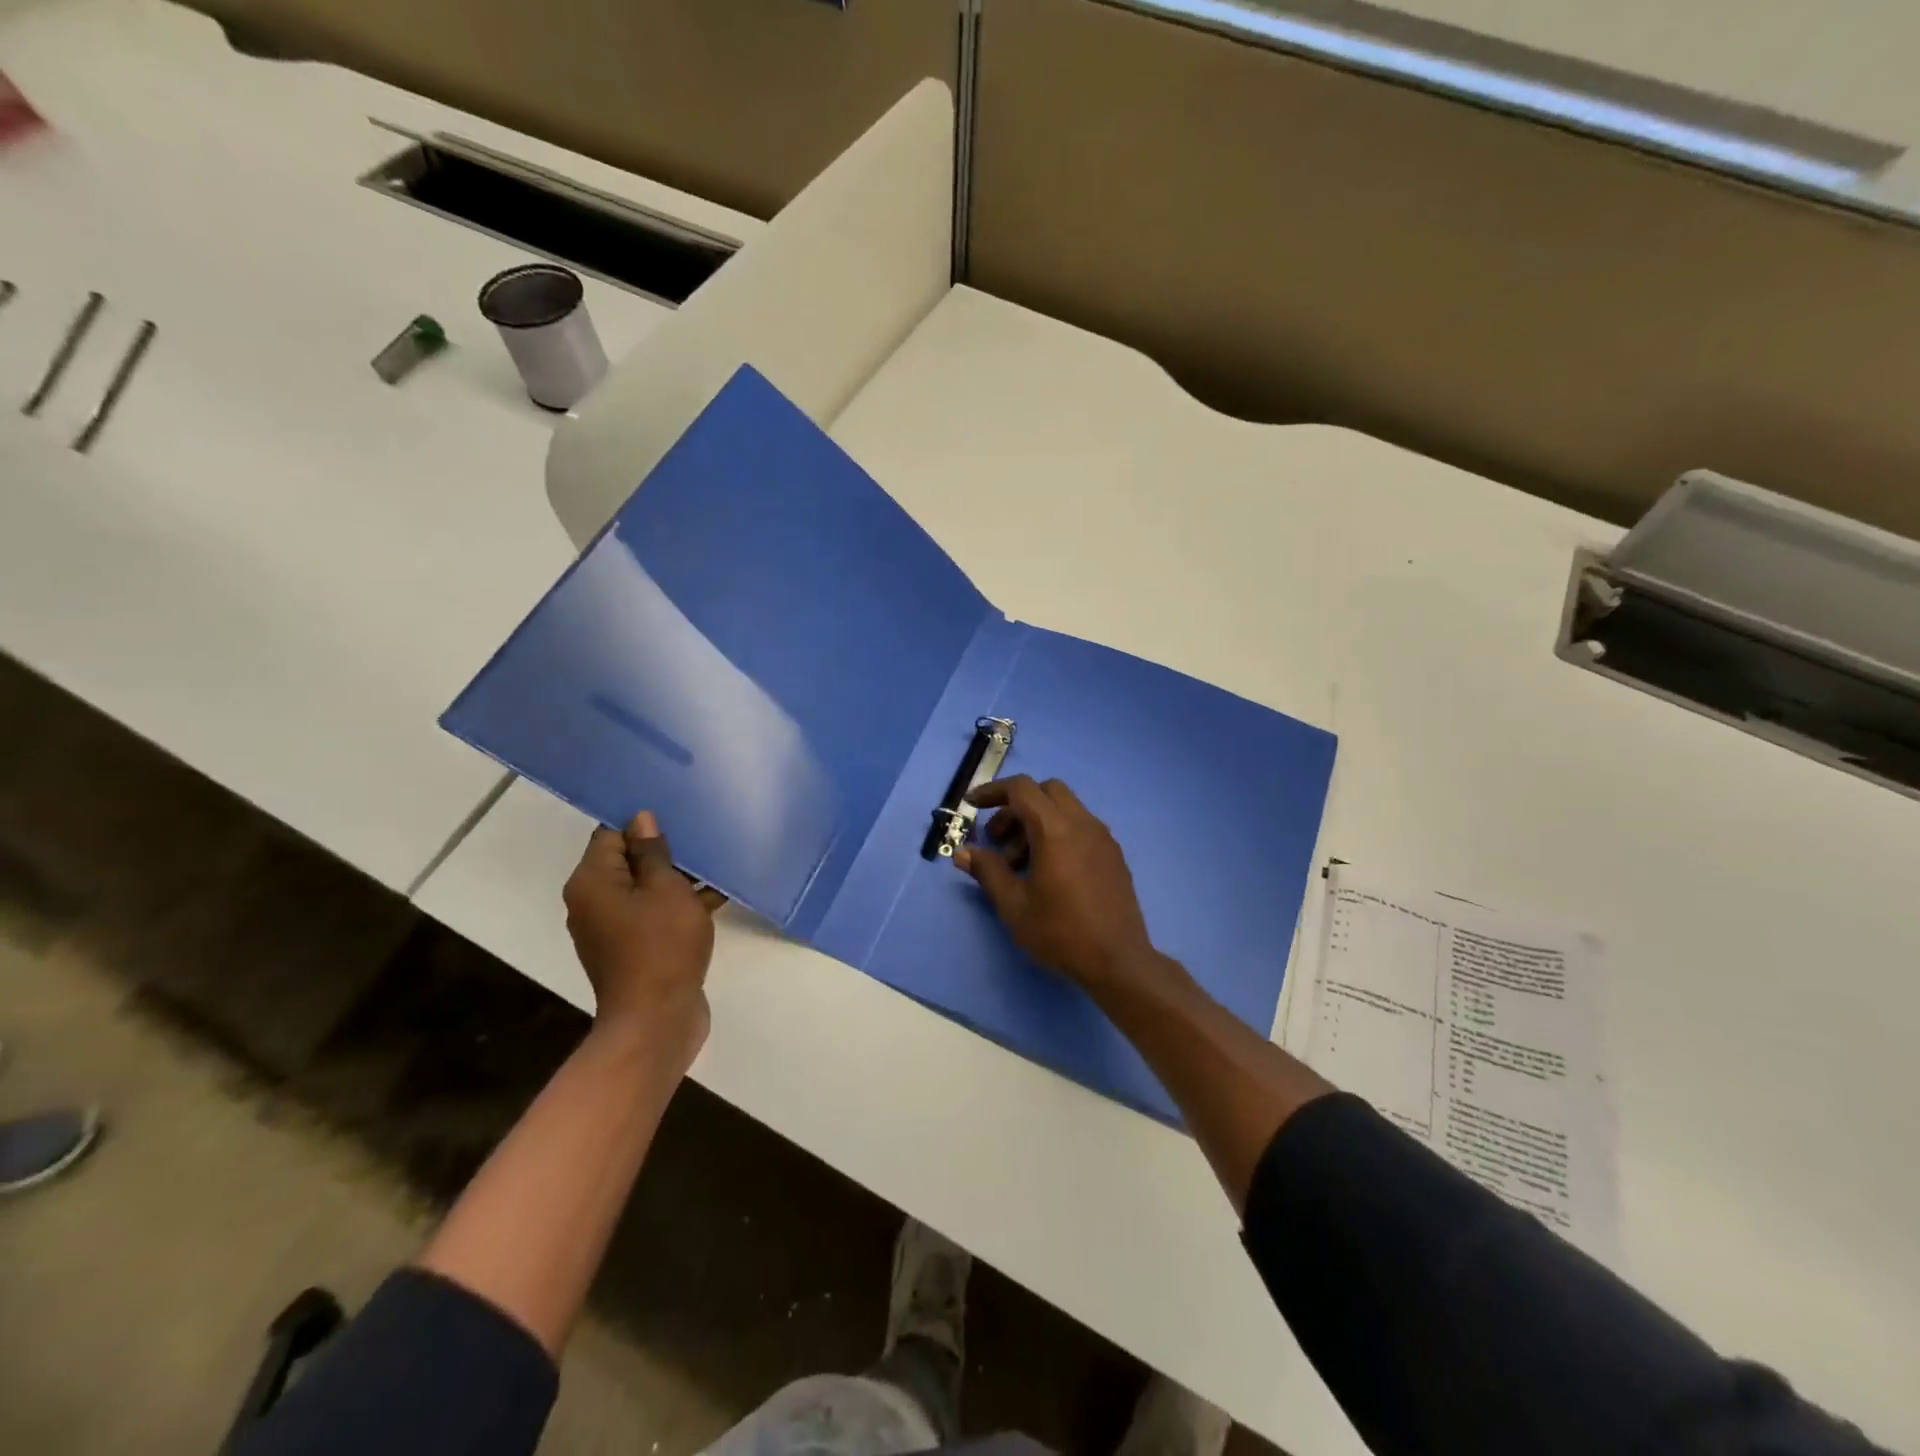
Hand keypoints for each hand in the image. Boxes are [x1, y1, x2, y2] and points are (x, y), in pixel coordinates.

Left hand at [563, 811, 713, 1062]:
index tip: (676, 816)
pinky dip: (677, 905)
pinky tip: (715, 898)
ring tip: (714, 864)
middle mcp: (592, 903)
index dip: (641, 824)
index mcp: (592, 883)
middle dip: (663, 850)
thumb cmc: (661, 946)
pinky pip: (652, 914)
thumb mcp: (665, 890)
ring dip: (675, 879)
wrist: (656, 1020)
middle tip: (700, 836)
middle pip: (626, 862)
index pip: (610, 835)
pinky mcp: (631, 949)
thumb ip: (653, 854)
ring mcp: (611, 929)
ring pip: (643, 889)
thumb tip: (641, 821)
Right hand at [954, 776, 1162, 991]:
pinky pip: (1081, 826)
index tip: (973, 806)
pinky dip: (1058, 832)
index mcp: (1056, 830)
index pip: (1022, 789)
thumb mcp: (1014, 905)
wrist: (1118, 962)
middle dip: (1016, 806)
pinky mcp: (1113, 854)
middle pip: (1046, 791)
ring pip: (1065, 808)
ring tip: (1019, 864)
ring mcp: (1103, 838)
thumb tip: (963, 853)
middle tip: (997, 839)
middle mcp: (1083, 823)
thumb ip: (987, 871)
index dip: (993, 791)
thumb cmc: (1060, 932)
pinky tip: (1048, 870)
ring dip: (1037, 821)